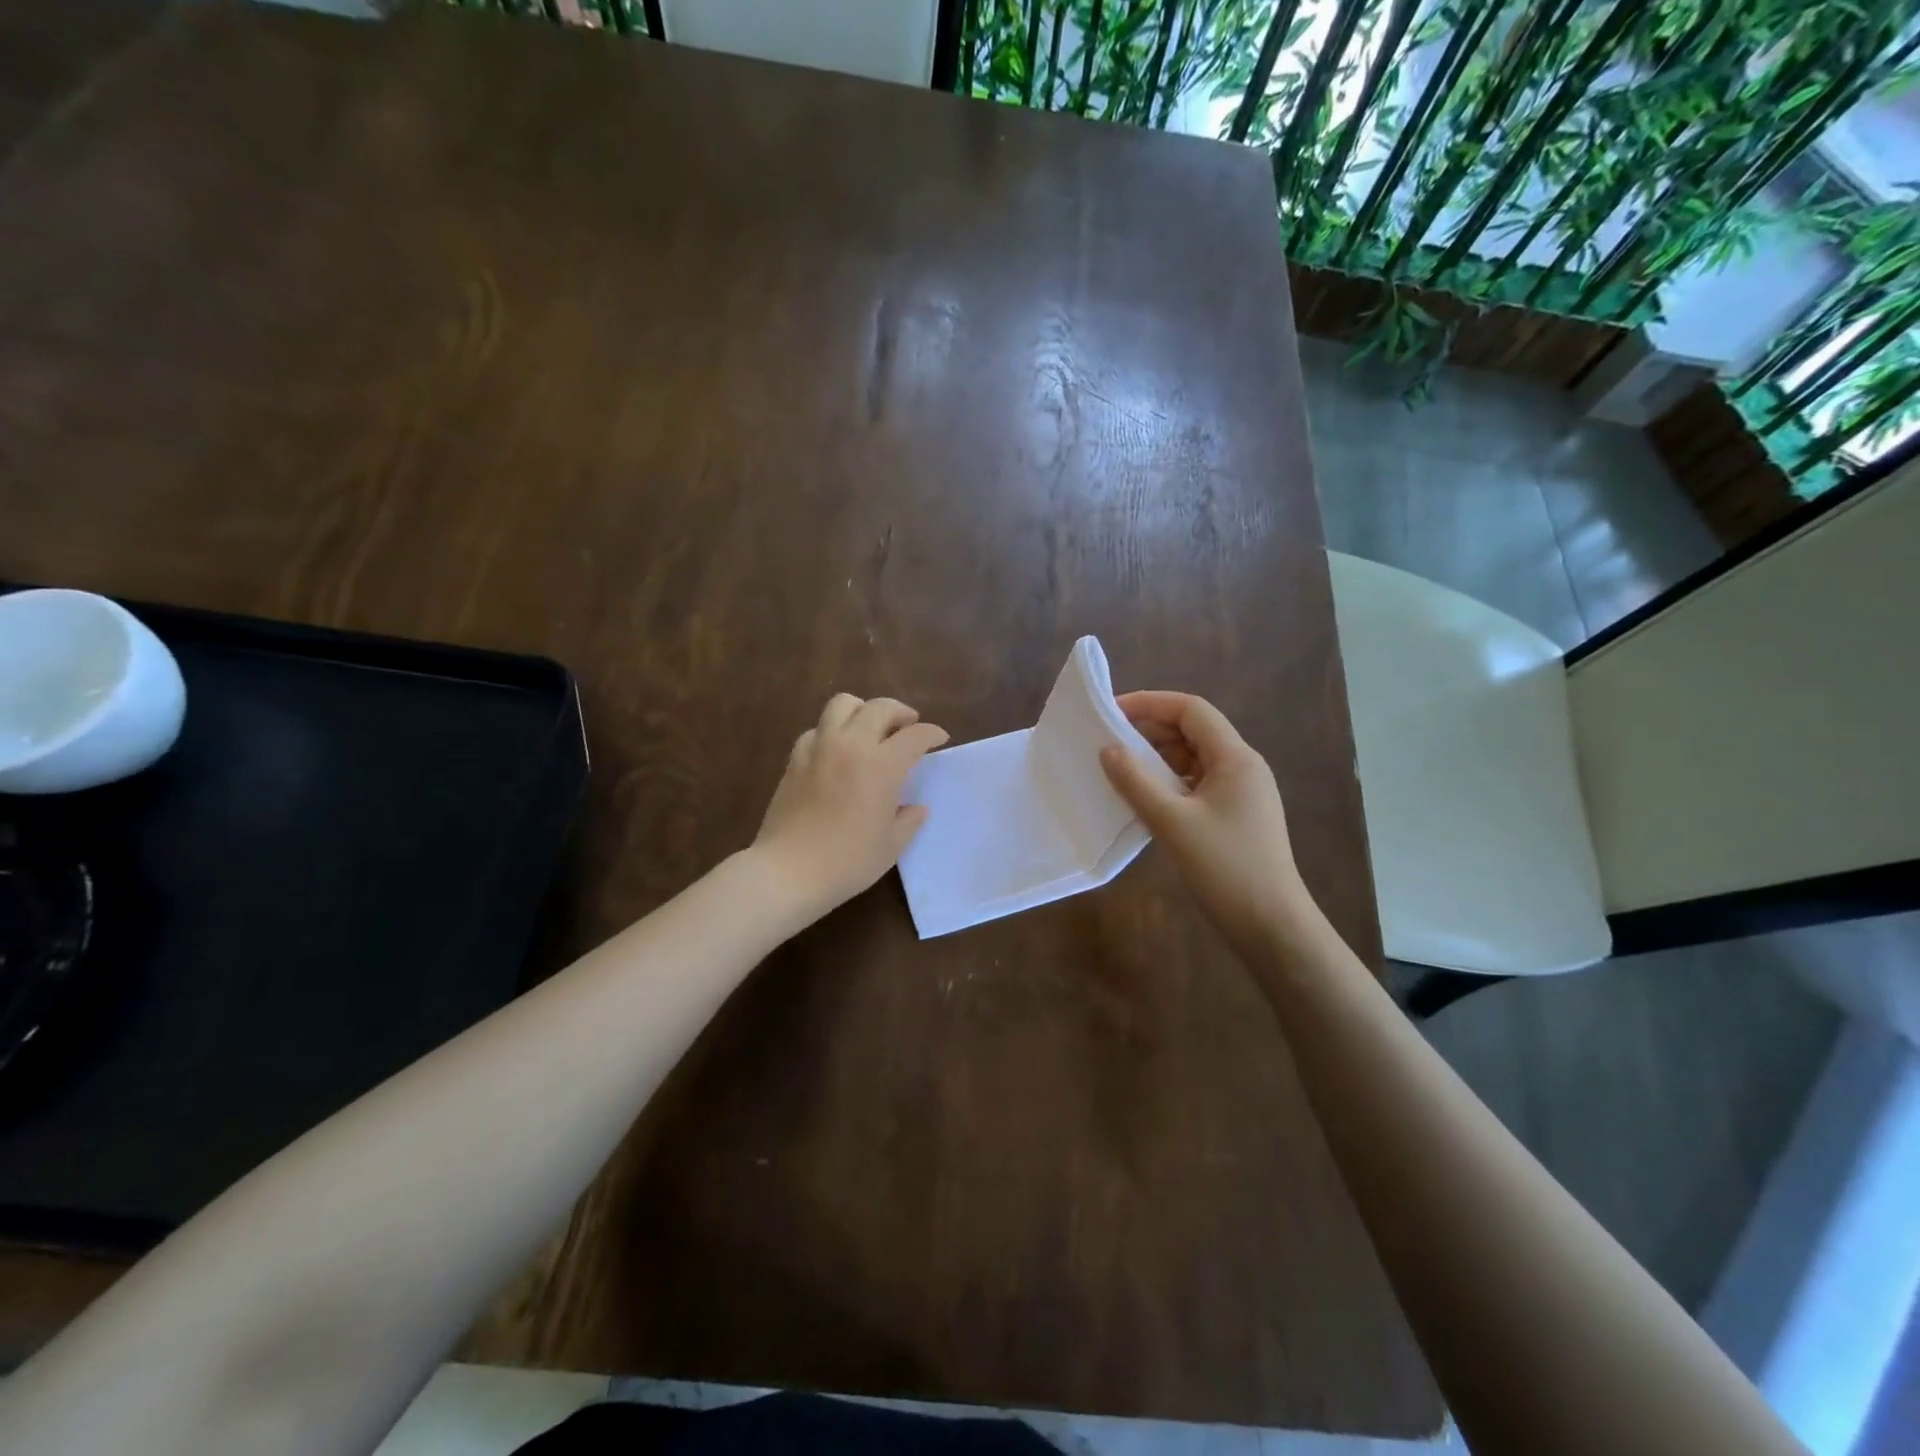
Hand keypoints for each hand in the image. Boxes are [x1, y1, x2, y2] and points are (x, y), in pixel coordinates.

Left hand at [751, 693, 948, 921]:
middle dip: (901, 713)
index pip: (915, 735)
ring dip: (863, 710)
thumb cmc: (848, 862)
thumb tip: (916, 807)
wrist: (788, 871)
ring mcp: (819, 747)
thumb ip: (909, 820)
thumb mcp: (891, 846)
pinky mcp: (795, 758)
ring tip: (870, 728)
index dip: (932, 733)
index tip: (940, 739)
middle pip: (880, 708)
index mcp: (882, 765)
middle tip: (908, 727)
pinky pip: (817, 729)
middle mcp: (851, 745)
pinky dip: (832, 731)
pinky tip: (836, 751)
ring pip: (843, 704)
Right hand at [1100, 691, 1317, 955]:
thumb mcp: (1172, 822)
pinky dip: (1168, 783)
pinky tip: (1143, 798)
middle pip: (1193, 731)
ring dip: (1157, 759)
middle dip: (1150, 731)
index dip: (1150, 703)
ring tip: (1119, 769)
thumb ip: (1136, 782)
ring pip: (1193, 759)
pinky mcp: (1234, 815)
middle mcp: (1242, 766)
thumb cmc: (1224, 867)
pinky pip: (1196, 784)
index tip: (1112, 712)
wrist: (1270, 925)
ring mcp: (1241, 792)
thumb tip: (1107, 749)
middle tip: (1108, 742)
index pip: (1191, 710)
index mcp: (1235, 758)